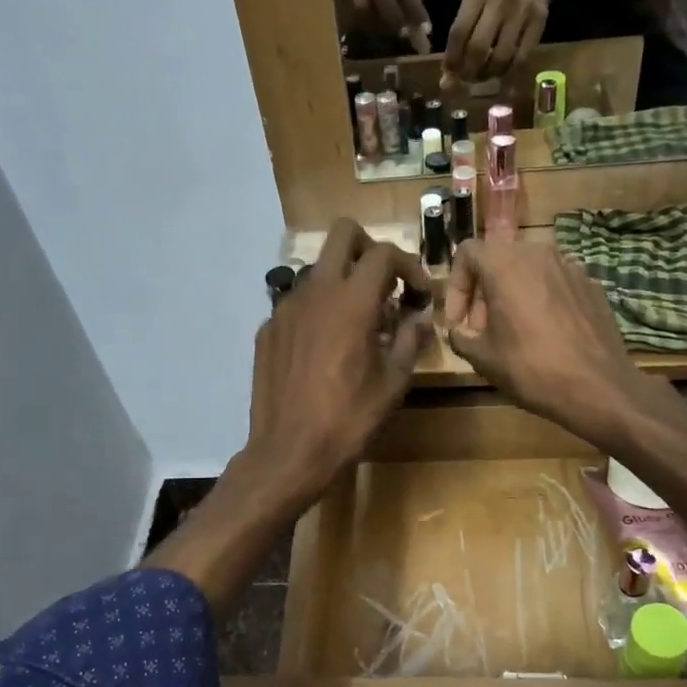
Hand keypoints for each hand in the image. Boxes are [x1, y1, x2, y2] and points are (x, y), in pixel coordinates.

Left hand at [242, 220, 432, 507]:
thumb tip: (419, 317)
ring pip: (317, 270)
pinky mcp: (267, 330)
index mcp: (351, 301)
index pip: (384, 254)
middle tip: (384, 284)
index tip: (418, 294)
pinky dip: (317, 312)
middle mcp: (315, 292)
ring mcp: (284, 308)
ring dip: (341, 282)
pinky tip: (323, 349)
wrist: (289, 451)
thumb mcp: (393, 383)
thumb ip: (409, 340)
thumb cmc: (348, 420)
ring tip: (355, 324)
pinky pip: (297, 304)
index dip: (409, 266)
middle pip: (342, 234)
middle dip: (369, 248)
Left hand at [442, 0, 550, 83]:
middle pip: (478, 48)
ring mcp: (521, 12)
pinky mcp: (538, 23)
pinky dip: (508, 71)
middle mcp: (499, 1)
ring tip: (484, 75)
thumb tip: (447, 78)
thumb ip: (460, 35)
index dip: (452, 59)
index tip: (450, 73)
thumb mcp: (474, 3)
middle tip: (468, 79)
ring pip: (501, 57)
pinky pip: (521, 59)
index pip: (458, 33)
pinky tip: (502, 71)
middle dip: (469, 71)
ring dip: (489, 74)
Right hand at [444, 237, 652, 445]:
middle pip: (499, 260)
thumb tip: (459, 330)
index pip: (468, 252)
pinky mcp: (592, 285)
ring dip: (512, 295)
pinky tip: (545, 334)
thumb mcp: (481, 357)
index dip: (456, 286)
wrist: (597, 387)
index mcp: (505, 263)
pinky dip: (541, 300)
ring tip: (513, 331)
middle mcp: (538, 254)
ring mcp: (571, 267)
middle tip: (481, 330)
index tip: (458, 320)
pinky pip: (555, 284)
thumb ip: (460, 335)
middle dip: (484, 293)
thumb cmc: (530, 368)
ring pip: (529, 271)